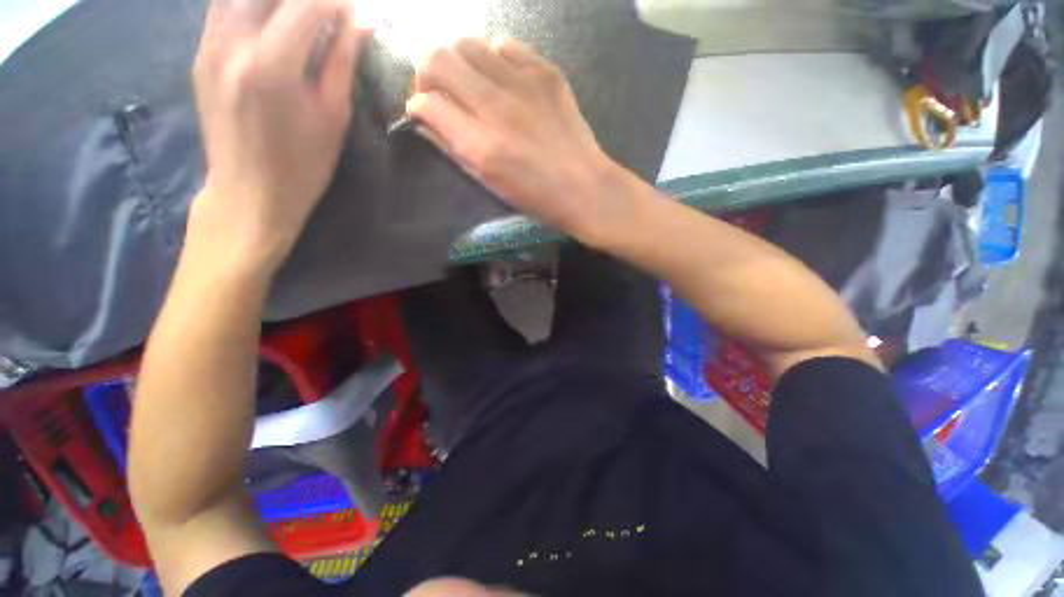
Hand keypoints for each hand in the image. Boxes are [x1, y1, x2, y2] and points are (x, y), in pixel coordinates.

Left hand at [189, 0, 370, 274]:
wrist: (249, 192)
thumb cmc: (303, 165)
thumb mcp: (333, 118)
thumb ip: (343, 63)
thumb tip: (359, 23)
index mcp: (273, 65)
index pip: (307, 4)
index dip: (335, 3)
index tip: (353, 12)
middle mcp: (233, 43)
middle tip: (326, 13)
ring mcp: (209, 45)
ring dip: (275, 1)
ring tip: (299, 17)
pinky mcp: (200, 53)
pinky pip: (223, 7)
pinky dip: (251, 5)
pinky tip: (270, 22)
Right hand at [406, 38, 631, 244]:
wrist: (584, 187)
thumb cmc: (535, 196)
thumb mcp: (489, 182)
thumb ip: (454, 148)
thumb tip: (427, 120)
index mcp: (480, 145)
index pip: (427, 102)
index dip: (416, 105)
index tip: (421, 111)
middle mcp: (495, 107)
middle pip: (438, 58)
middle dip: (427, 72)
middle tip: (437, 90)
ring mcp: (523, 84)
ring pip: (469, 44)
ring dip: (460, 62)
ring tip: (471, 84)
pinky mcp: (546, 73)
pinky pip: (506, 47)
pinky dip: (494, 59)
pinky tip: (502, 79)